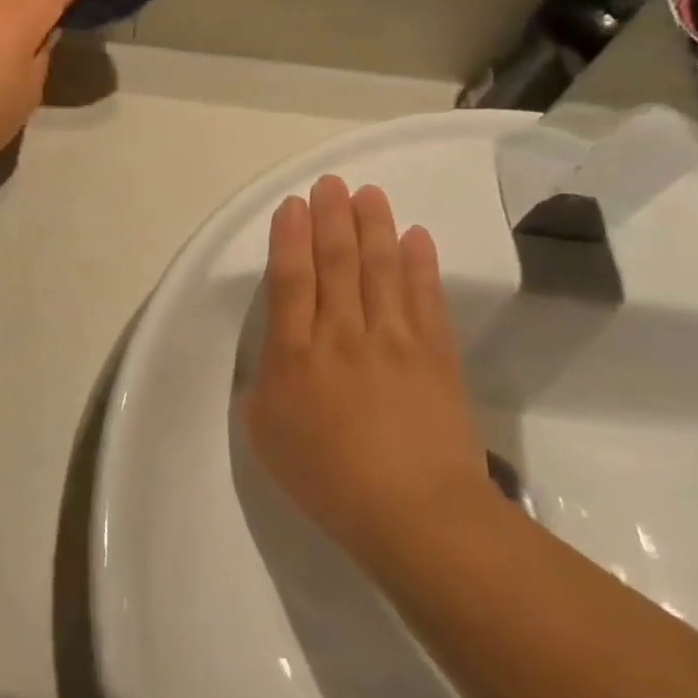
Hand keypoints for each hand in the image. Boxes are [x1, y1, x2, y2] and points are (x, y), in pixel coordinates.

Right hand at [241, 176, 493, 569]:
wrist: (416, 514)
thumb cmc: (328, 479)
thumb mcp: (265, 436)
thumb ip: (262, 386)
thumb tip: (272, 356)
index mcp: (294, 355)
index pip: (290, 280)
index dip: (290, 237)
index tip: (293, 204)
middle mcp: (342, 335)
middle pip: (336, 263)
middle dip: (331, 218)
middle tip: (331, 183)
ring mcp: (393, 340)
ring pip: (381, 268)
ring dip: (373, 226)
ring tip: (368, 193)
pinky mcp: (436, 354)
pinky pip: (426, 297)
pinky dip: (421, 263)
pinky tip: (416, 236)